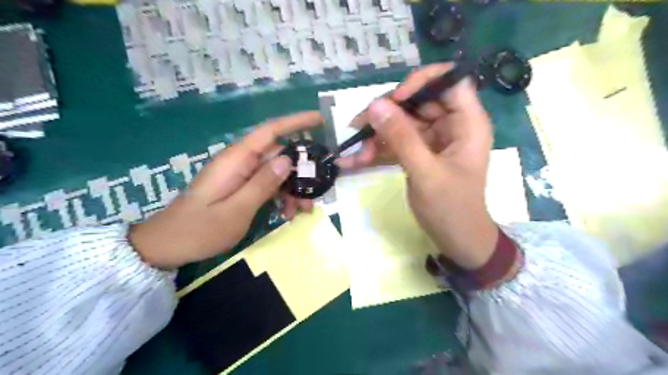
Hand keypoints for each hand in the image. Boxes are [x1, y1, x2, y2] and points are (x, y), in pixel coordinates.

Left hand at [129, 112, 322, 269]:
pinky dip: (279, 196)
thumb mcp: (236, 210)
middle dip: (300, 172)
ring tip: (301, 211)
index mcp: (236, 160)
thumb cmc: (200, 230)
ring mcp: (239, 174)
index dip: (296, 122)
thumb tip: (287, 159)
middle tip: (315, 195)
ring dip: (291, 189)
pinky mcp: (238, 186)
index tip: (319, 120)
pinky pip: (266, 185)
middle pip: (278, 155)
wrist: (167, 246)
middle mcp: (239, 162)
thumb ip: (262, 184)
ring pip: (275, 172)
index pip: (270, 131)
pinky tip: (286, 214)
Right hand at [341, 64, 497, 268]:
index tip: (395, 99)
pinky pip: (395, 142)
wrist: (456, 240)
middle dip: (386, 113)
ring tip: (354, 153)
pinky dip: (376, 151)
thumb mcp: (425, 173)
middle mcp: (451, 125)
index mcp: (467, 123)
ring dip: (376, 136)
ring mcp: (432, 139)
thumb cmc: (451, 209)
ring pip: (401, 122)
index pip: (450, 81)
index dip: (422, 82)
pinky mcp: (418, 153)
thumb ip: (402, 138)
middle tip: (358, 126)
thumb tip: (375, 105)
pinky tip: (353, 161)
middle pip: (417, 101)